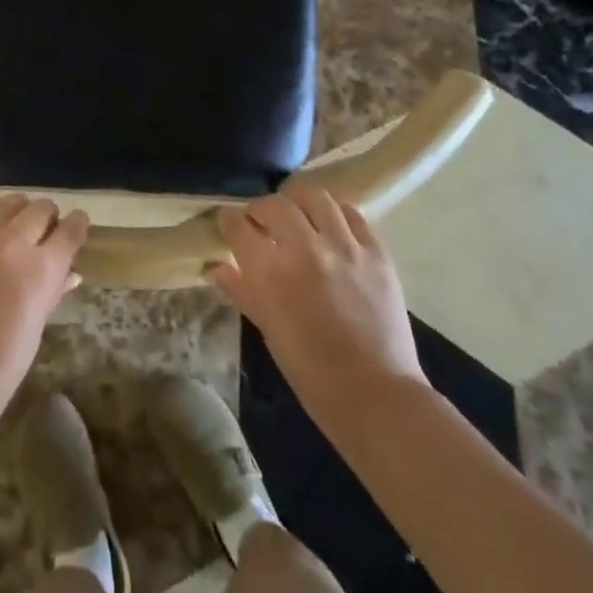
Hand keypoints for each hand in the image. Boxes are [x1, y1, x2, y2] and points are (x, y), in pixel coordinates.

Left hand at [0, 191, 87, 429]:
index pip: (71, 229)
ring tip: (10, 224)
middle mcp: (12, 242)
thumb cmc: (0, 369)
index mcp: (42, 266)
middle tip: (43, 232)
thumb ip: (52, 293)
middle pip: (40, 209)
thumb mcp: (36, 329)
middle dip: (47, 217)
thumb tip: (70, 272)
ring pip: (4, 205)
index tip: (76, 226)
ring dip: (13, 211)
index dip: (77, 225)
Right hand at [209, 182, 426, 429]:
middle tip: (260, 220)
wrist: (376, 396)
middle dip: (260, 207)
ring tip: (297, 213)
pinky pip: (352, 214)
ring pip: (314, 197)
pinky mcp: (375, 251)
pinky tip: (332, 225)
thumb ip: (242, 292)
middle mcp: (304, 248)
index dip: (228, 220)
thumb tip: (216, 269)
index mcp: (271, 273)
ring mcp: (344, 246)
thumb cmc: (313, 373)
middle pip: (274, 204)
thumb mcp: (269, 332)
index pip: (239, 226)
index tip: (228, 221)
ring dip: (298, 201)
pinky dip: (336, 213)